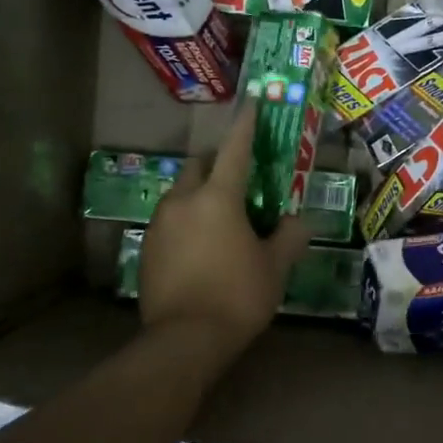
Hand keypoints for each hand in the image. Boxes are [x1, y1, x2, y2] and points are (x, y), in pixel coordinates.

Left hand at [140, 103, 311, 354]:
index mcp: (217, 198)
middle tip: (238, 180)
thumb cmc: (237, 296)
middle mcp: (183, 201)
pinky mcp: (146, 248)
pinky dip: (186, 222)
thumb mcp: (275, 268)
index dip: (246, 125)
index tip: (251, 102)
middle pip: (198, 165)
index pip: (235, 150)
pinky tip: (200, 248)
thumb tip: (297, 221)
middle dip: (217, 163)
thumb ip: (289, 238)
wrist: (184, 339)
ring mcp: (159, 224)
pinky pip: (169, 221)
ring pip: (180, 194)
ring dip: (199, 195)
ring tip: (220, 220)